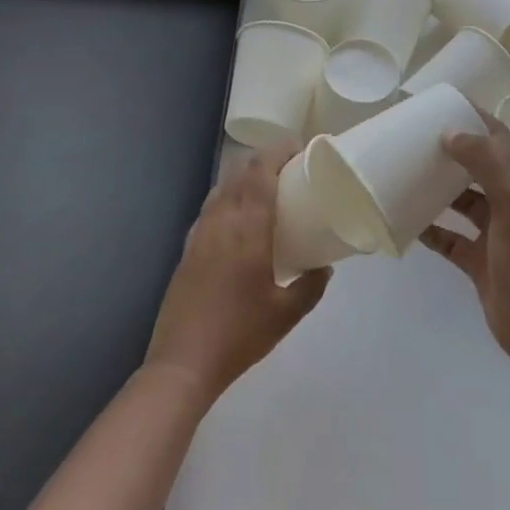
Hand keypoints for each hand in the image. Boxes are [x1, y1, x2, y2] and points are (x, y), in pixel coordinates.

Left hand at [144, 143, 329, 404]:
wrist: (183, 362)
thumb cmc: (239, 334)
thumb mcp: (286, 314)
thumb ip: (311, 286)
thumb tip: (325, 267)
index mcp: (248, 228)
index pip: (261, 171)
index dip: (279, 150)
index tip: (301, 148)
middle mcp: (222, 220)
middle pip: (241, 171)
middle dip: (265, 158)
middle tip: (291, 166)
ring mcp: (200, 231)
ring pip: (223, 186)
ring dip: (245, 176)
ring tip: (268, 187)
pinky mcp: (188, 247)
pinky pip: (211, 206)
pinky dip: (229, 197)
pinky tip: (240, 217)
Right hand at [421, 110, 509, 370]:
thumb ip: (485, 163)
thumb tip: (449, 133)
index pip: (500, 139)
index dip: (477, 119)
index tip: (446, 105)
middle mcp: (508, 203)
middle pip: (478, 166)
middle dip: (453, 150)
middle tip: (418, 138)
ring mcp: (493, 233)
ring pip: (462, 201)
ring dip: (438, 187)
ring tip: (407, 173)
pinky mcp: (477, 260)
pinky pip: (448, 237)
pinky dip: (430, 227)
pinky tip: (407, 221)